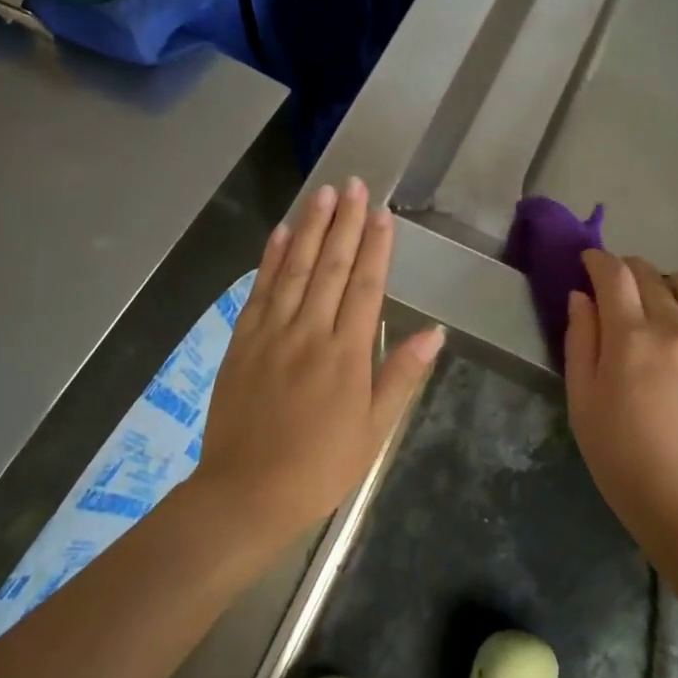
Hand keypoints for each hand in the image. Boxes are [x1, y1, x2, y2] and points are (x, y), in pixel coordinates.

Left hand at [195, 178, 443, 547]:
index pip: (365, 287)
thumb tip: (434, 332)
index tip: (383, 214)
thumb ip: (401, 375)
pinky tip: (281, 232)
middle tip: (355, 184)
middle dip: (346, 223)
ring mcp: (272, 333)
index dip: (376, 247)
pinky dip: (270, 257)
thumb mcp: (374, 430)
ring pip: (294, 269)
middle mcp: (309, 332)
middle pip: (330, 267)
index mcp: (347, 354)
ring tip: (324, 194)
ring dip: (311, 228)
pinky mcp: (243, 341)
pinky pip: (259, 290)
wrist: (246, 493)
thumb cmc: (321, 467)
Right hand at [564, 251, 677, 558]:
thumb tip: (582, 298)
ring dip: (670, 284)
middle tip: (617, 291)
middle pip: (651, 273)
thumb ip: (580, 344)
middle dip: (628, 271)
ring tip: (663, 307)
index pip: (613, 274)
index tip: (588, 263)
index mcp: (631, 338)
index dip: (597, 261)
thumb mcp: (583, 406)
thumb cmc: (627, 464)